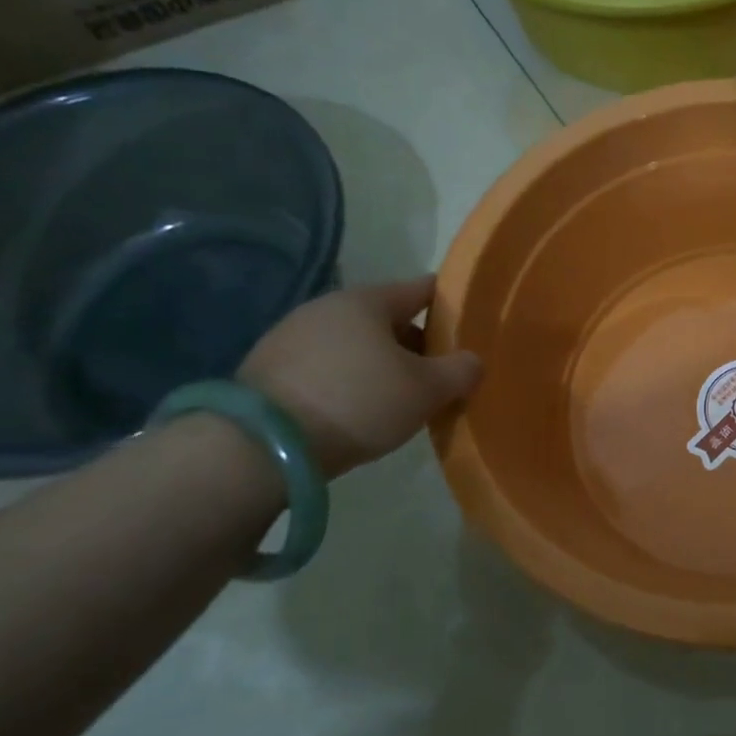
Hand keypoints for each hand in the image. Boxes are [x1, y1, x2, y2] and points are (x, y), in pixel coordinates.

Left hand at [238, 276, 481, 477]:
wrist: (262, 446)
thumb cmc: (359, 402)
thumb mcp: (427, 390)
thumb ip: (461, 371)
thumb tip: (472, 361)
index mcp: (368, 301)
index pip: (422, 289)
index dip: (451, 305)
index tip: (469, 326)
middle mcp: (327, 307)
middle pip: (388, 318)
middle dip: (416, 343)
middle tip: (437, 376)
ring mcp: (291, 335)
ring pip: (355, 343)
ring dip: (379, 363)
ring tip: (397, 398)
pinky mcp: (267, 368)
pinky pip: (326, 365)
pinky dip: (347, 379)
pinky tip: (355, 409)